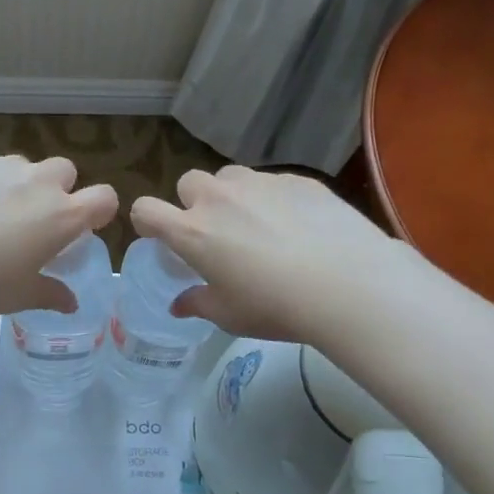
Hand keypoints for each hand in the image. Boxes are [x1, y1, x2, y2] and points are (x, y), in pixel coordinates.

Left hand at [0, 153, 117, 316]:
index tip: (84, 226)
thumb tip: (71, 303)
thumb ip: (50, 294)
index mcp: (61, 215)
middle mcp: (36, 181)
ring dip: (12, 184)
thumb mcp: (19, 296)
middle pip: (64, 170)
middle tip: (32, 220)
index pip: (104, 198)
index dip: (99, 210)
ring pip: (18, 166)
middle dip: (55, 188)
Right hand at [131, 166, 396, 342]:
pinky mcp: (296, 179)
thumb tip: (179, 304)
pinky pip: (271, 182)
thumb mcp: (229, 315)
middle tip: (216, 233)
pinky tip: (298, 226)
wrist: (348, 283)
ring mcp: (259, 183)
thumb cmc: (275, 306)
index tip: (161, 236)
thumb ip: (198, 303)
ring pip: (230, 177)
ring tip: (257, 224)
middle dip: (194, 203)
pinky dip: (272, 199)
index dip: (147, 221)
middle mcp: (218, 199)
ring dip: (231, 195)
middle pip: (188, 183)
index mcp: (192, 232)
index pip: (146, 210)